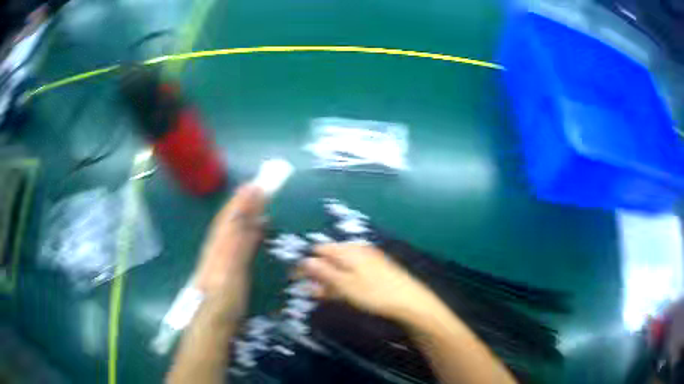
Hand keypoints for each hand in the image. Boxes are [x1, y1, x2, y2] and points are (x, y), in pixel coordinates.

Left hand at [193, 184, 265, 295]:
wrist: (211, 319)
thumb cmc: (224, 294)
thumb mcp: (233, 266)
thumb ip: (240, 239)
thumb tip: (249, 214)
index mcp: (220, 242)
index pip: (231, 215)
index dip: (242, 199)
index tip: (256, 184)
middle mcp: (218, 245)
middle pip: (230, 219)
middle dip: (243, 203)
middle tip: (258, 189)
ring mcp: (220, 257)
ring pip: (232, 229)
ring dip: (244, 215)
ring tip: (257, 206)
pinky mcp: (225, 267)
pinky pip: (236, 241)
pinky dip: (245, 232)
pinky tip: (252, 234)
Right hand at [299, 244, 442, 323]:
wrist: (409, 301)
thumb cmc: (374, 293)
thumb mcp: (345, 285)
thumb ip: (324, 272)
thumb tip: (304, 260)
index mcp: (348, 251)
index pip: (319, 250)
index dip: (306, 263)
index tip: (297, 279)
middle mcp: (357, 251)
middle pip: (330, 258)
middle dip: (318, 273)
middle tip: (310, 290)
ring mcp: (367, 260)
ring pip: (341, 267)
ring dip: (329, 280)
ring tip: (323, 295)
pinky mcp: (375, 270)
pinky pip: (352, 273)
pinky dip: (343, 282)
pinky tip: (341, 294)